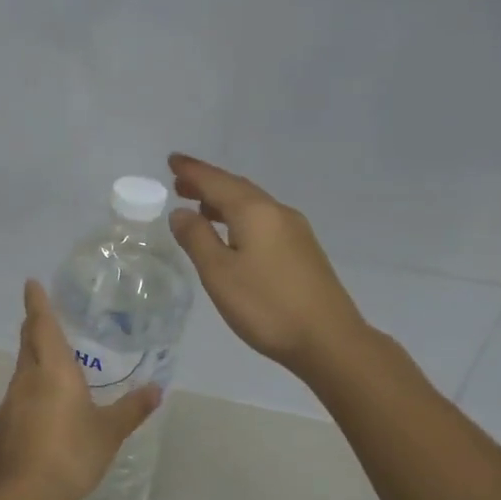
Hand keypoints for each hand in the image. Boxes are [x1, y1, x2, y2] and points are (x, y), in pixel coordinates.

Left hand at [0, 280, 161, 499]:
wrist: (23, 494)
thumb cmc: (71, 453)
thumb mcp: (109, 432)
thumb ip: (132, 409)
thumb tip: (157, 389)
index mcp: (53, 371)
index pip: (42, 325)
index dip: (37, 302)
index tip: (31, 283)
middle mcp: (27, 379)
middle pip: (27, 343)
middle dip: (34, 326)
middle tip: (43, 316)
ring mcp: (10, 403)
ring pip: (22, 370)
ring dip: (33, 359)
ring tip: (51, 363)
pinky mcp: (2, 425)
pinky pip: (18, 397)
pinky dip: (30, 390)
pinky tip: (43, 408)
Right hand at [168, 153, 365, 376]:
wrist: (328, 340)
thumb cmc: (266, 306)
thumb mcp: (219, 273)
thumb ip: (197, 238)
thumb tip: (181, 212)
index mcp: (255, 212)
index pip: (216, 181)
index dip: (192, 171)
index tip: (172, 160)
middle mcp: (277, 212)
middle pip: (237, 188)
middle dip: (207, 183)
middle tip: (180, 183)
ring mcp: (295, 230)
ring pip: (253, 204)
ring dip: (224, 201)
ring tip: (200, 207)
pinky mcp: (303, 250)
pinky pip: (264, 220)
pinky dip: (240, 217)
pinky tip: (233, 234)